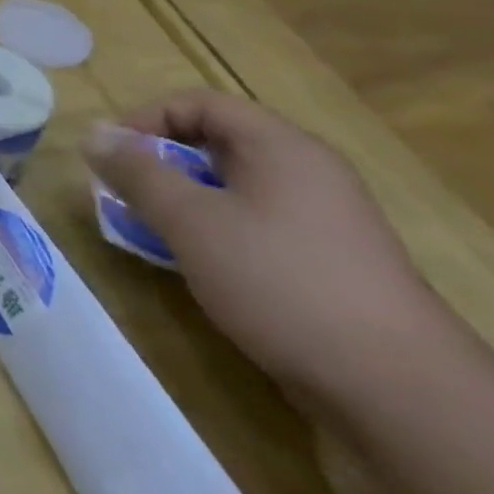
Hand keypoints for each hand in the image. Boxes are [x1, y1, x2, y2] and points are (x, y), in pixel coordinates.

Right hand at [86, 89, 458, 410]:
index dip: (146, 119)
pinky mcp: (329, 263)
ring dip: (183, 200)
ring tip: (151, 232)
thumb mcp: (190, 220)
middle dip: (160, 163)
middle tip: (123, 195)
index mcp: (280, 146)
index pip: (199, 103)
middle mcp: (307, 172)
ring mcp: (324, 220)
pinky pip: (257, 224)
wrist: (399, 390)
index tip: (111, 156)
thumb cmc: (280, 282)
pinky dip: (216, 231)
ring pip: (234, 188)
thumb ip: (137, 172)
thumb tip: (94, 134)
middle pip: (216, 143)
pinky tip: (199, 267)